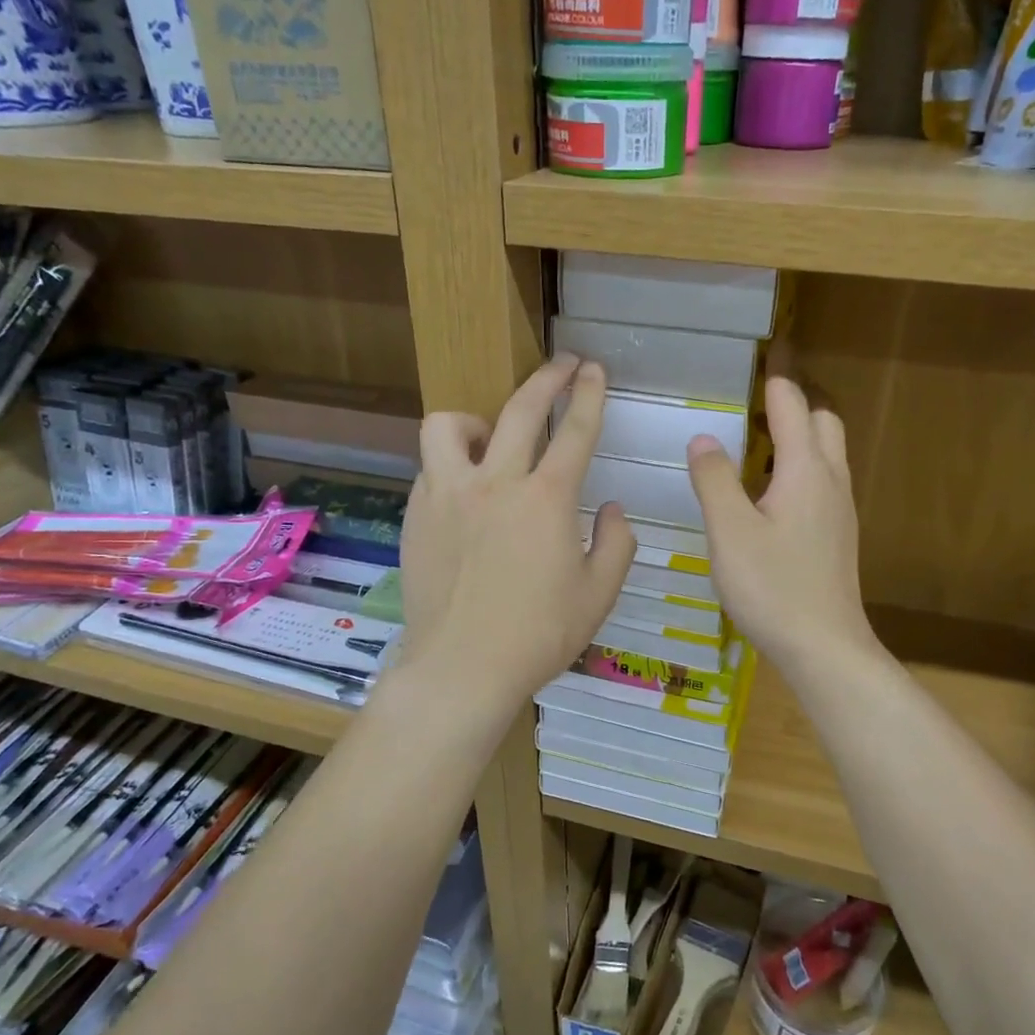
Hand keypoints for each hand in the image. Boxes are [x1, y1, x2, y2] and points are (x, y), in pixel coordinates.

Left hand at [399, 355, 634, 716]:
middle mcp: (495, 482)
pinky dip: (451, 467)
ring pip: (449, 425)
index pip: (575, 431)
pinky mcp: (417, 515)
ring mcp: (447, 495)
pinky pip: (430, 469)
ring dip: (477, 420)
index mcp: (546, 499)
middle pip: (520, 409)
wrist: (462, 668)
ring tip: (491, 439)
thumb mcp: (599, 594)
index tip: (594, 369)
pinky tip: (464, 494)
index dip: (589, 394)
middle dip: (547, 378)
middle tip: (562, 366)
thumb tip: (613, 510)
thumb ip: (617, 543)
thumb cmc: (539, 635)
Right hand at [687, 377, 876, 679]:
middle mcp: (831, 481)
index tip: (766, 353)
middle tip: (760, 397)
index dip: (777, 378)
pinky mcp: (837, 536)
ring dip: (802, 434)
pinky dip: (802, 466)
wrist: (824, 647)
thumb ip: (714, 480)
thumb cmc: (773, 587)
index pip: (793, 405)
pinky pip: (823, 481)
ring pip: (828, 453)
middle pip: (824, 421)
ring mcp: (840, 510)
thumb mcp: (730, 532)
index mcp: (806, 470)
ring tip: (761, 438)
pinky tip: (772, 493)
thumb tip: (702, 437)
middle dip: (797, 400)